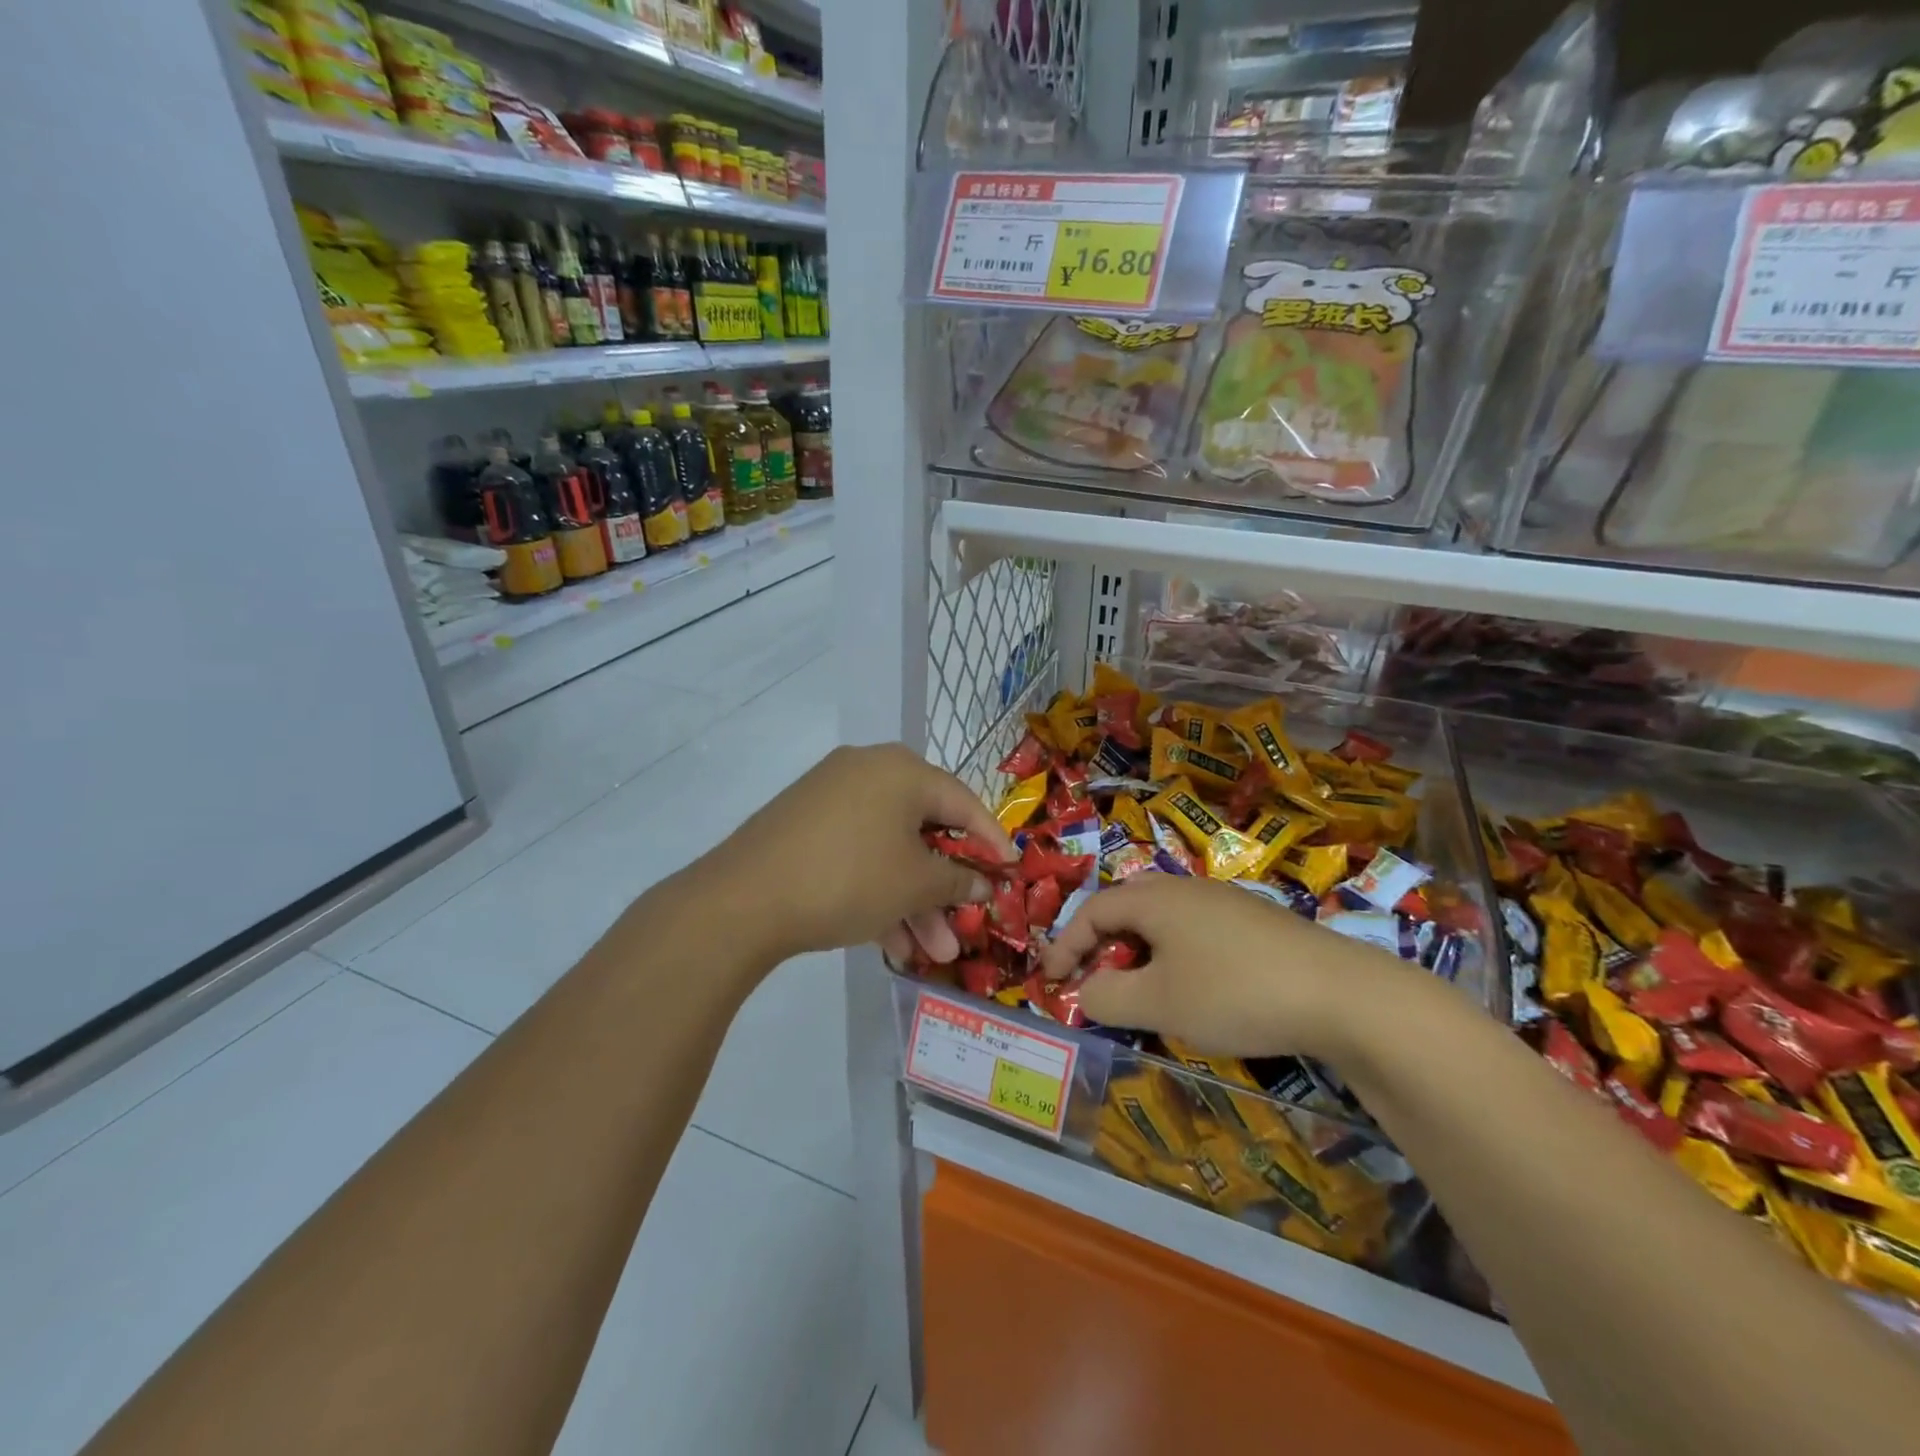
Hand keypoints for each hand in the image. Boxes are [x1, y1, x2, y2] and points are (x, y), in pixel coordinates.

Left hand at [712, 743, 1015, 963]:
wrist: (743, 900)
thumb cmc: (849, 879)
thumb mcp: (915, 885)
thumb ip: (958, 880)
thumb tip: (983, 880)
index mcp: (902, 770)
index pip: (963, 802)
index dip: (991, 840)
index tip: (1012, 870)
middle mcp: (868, 771)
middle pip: (923, 830)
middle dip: (945, 887)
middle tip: (964, 925)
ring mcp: (832, 796)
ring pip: (889, 849)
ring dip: (913, 900)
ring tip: (930, 952)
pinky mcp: (806, 824)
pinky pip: (858, 853)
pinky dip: (878, 891)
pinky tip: (890, 943)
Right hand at [1038, 875, 1399, 1060]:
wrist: (1341, 995)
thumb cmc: (1234, 992)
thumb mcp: (1158, 1003)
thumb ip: (1107, 997)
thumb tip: (1084, 990)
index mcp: (1155, 898)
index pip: (1092, 910)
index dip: (1065, 944)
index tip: (1050, 980)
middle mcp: (1186, 888)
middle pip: (1126, 906)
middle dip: (1101, 943)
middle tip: (1093, 978)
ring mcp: (1225, 901)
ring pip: (1163, 919)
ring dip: (1139, 951)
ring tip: (1140, 989)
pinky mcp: (1255, 923)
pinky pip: (1195, 930)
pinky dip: (1175, 955)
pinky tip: (1194, 989)